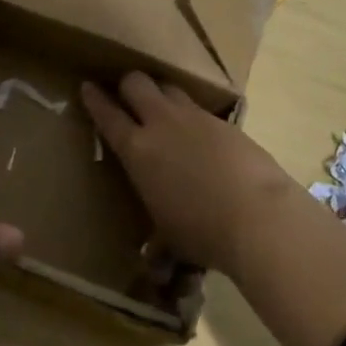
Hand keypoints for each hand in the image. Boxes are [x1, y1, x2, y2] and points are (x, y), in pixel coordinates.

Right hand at [81, 73, 297, 277]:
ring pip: (169, 87)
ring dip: (161, 94)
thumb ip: (157, 243)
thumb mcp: (170, 239)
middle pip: (136, 82)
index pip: (107, 114)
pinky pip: (200, 110)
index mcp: (137, 150)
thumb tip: (154, 262)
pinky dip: (193, 118)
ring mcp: (195, 118)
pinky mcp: (225, 122)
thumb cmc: (202, 232)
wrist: (258, 216)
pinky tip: (201, 137)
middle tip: (127, 95)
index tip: (87, 86)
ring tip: (163, 109)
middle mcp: (162, 123)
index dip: (94, 99)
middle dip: (128, 85)